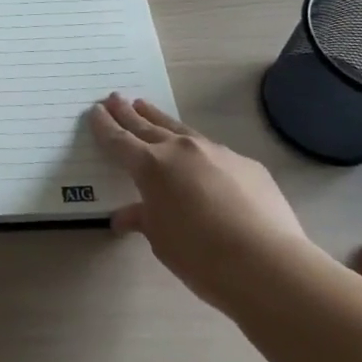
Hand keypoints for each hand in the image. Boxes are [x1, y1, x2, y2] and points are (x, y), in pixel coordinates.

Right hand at [88, 93, 310, 310]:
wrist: (266, 263)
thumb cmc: (200, 255)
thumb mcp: (161, 240)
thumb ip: (143, 219)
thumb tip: (125, 216)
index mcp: (151, 166)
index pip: (119, 140)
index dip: (105, 126)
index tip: (95, 111)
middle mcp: (180, 150)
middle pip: (147, 126)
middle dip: (128, 113)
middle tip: (114, 98)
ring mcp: (216, 152)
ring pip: (180, 130)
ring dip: (159, 119)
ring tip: (146, 108)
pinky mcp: (246, 164)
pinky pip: (213, 152)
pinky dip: (198, 151)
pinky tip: (200, 161)